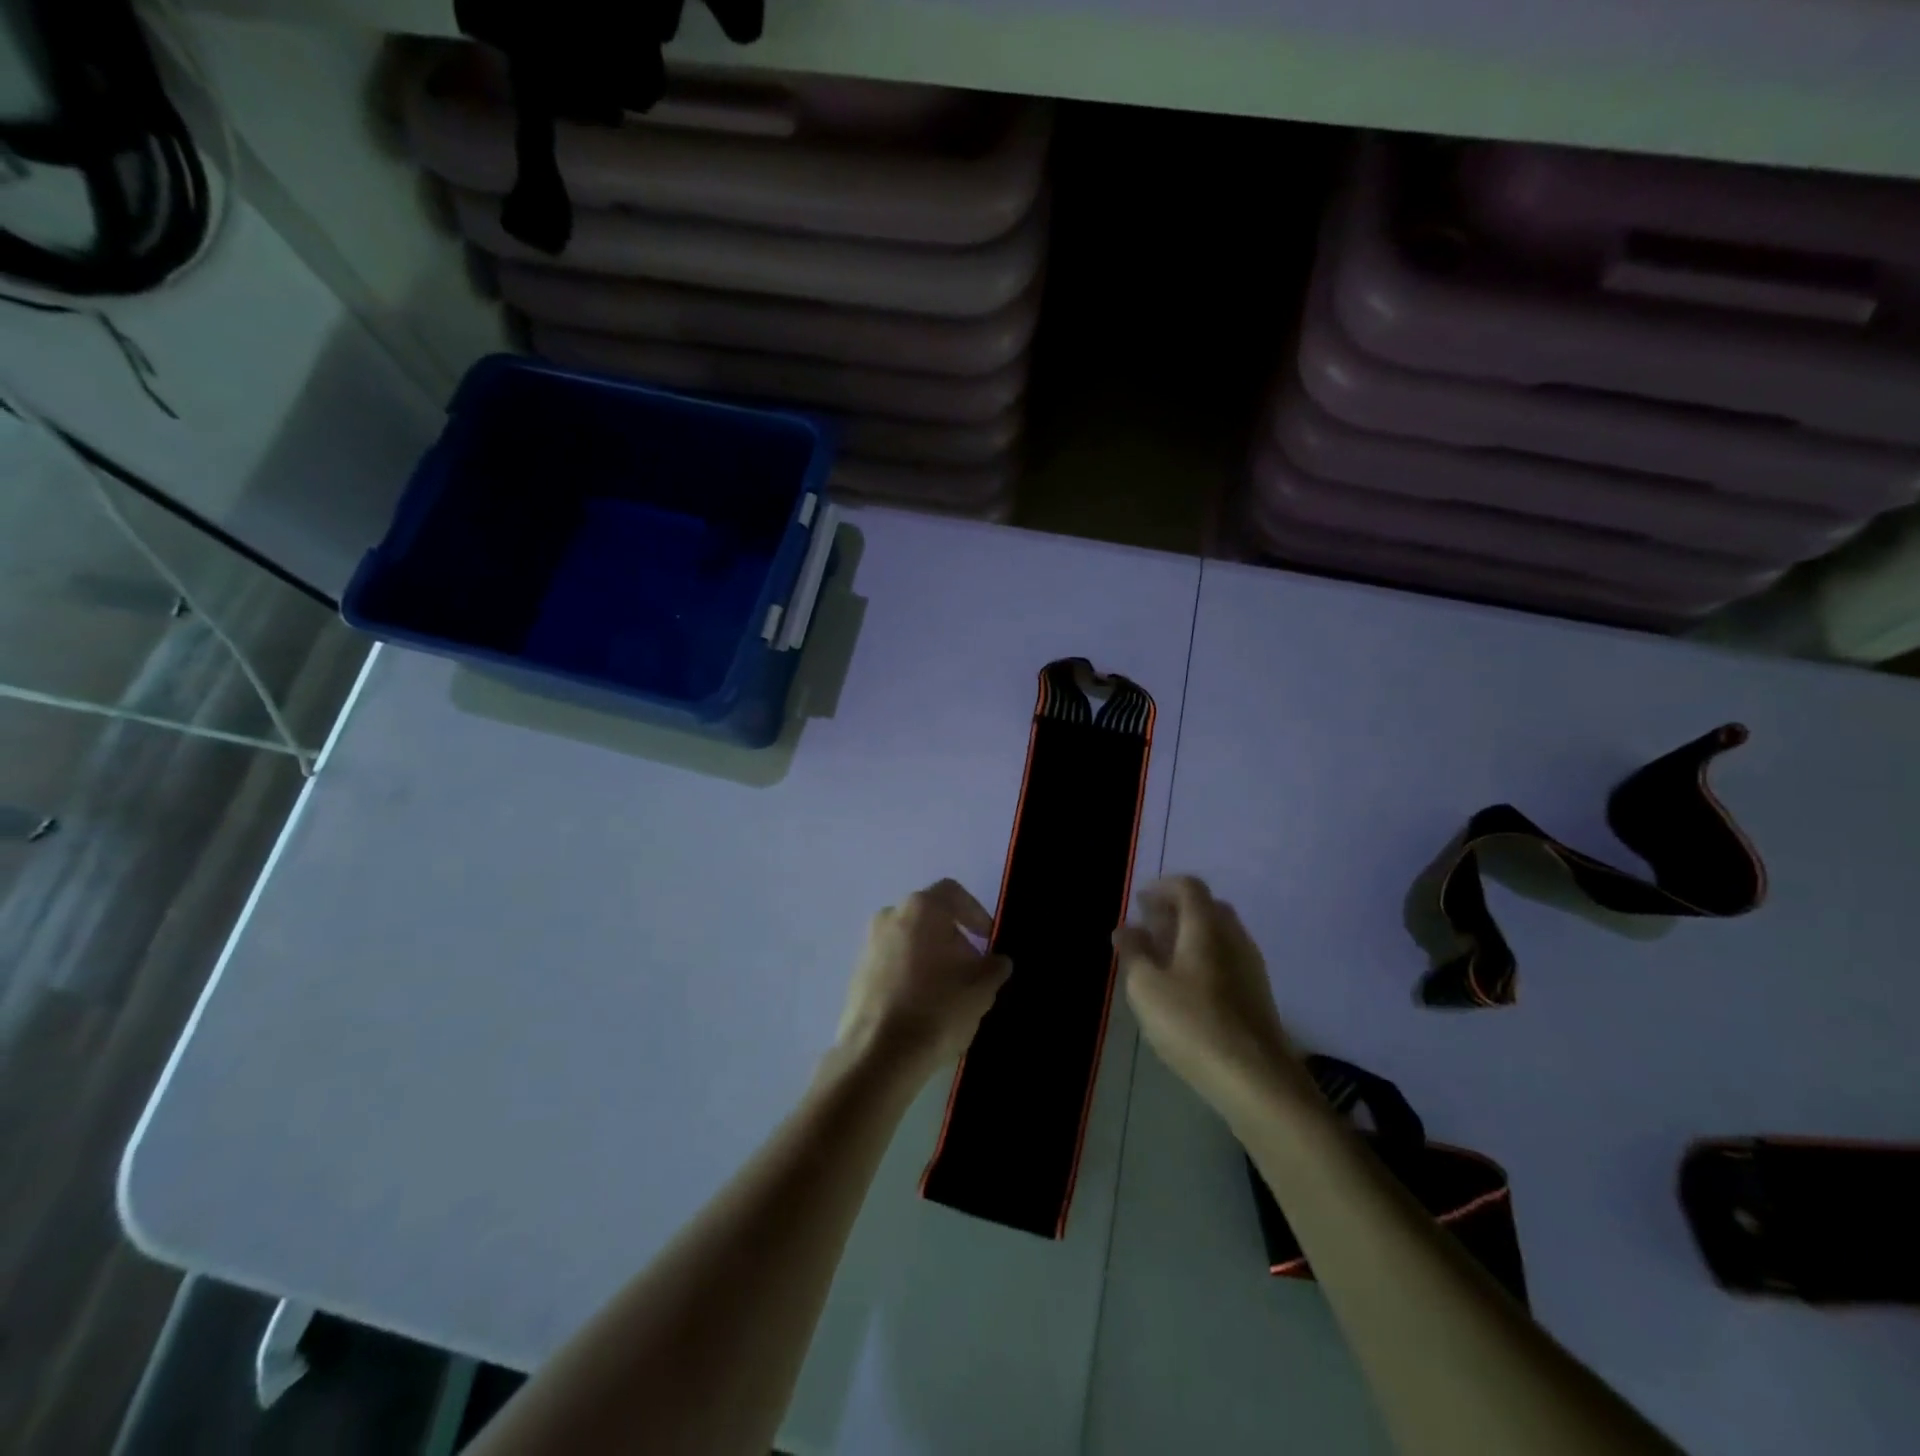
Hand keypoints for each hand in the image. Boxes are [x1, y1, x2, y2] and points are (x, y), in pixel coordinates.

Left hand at [837, 879, 1011, 1082]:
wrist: (878, 1054)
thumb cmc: (937, 1008)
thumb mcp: (981, 988)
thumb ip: (995, 966)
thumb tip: (998, 960)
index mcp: (921, 908)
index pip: (953, 893)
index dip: (976, 913)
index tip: (988, 939)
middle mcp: (890, 915)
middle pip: (930, 917)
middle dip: (954, 939)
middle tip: (972, 969)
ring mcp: (869, 944)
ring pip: (910, 940)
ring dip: (931, 957)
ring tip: (949, 991)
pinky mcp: (857, 973)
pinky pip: (892, 963)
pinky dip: (910, 974)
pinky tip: (923, 1006)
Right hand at [1114, 876, 1308, 1122]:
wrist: (1257, 1080)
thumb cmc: (1193, 1024)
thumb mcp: (1146, 987)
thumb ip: (1133, 952)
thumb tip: (1125, 929)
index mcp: (1207, 927)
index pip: (1189, 887)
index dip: (1162, 887)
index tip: (1139, 903)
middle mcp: (1234, 937)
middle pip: (1207, 908)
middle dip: (1176, 911)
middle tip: (1148, 927)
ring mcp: (1251, 966)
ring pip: (1219, 935)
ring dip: (1190, 936)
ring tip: (1161, 958)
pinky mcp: (1257, 995)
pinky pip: (1227, 959)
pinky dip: (1204, 958)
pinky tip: (1186, 986)